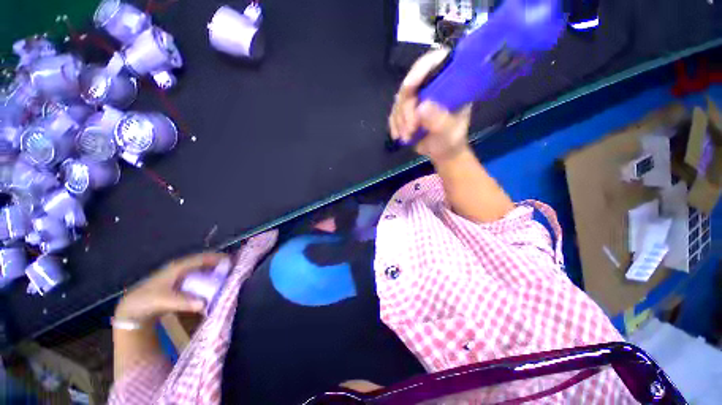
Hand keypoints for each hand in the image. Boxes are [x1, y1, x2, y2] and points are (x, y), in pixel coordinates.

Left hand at [115, 252, 227, 323]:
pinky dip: (207, 278)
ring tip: (226, 276)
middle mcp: (181, 267)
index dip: (217, 258)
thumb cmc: (148, 301)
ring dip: (213, 271)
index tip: (232, 261)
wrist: (131, 308)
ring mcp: (180, 274)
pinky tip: (212, 285)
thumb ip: (184, 302)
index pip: (202, 258)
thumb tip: (205, 304)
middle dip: (218, 263)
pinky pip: (198, 276)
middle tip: (233, 269)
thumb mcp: (164, 301)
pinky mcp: (179, 282)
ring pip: (201, 268)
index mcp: (178, 267)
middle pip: (204, 261)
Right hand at [389, 48, 472, 161]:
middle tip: (410, 128)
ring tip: (407, 137)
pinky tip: (398, 135)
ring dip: (400, 120)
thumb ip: (439, 121)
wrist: (442, 151)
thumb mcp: (449, 132)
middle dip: (406, 108)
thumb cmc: (450, 140)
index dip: (420, 69)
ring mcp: (416, 97)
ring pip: (399, 100)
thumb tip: (421, 108)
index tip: (409, 87)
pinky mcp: (406, 110)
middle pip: (410, 84)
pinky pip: (394, 112)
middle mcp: (431, 86)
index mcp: (449, 83)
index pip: (435, 62)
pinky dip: (394, 125)